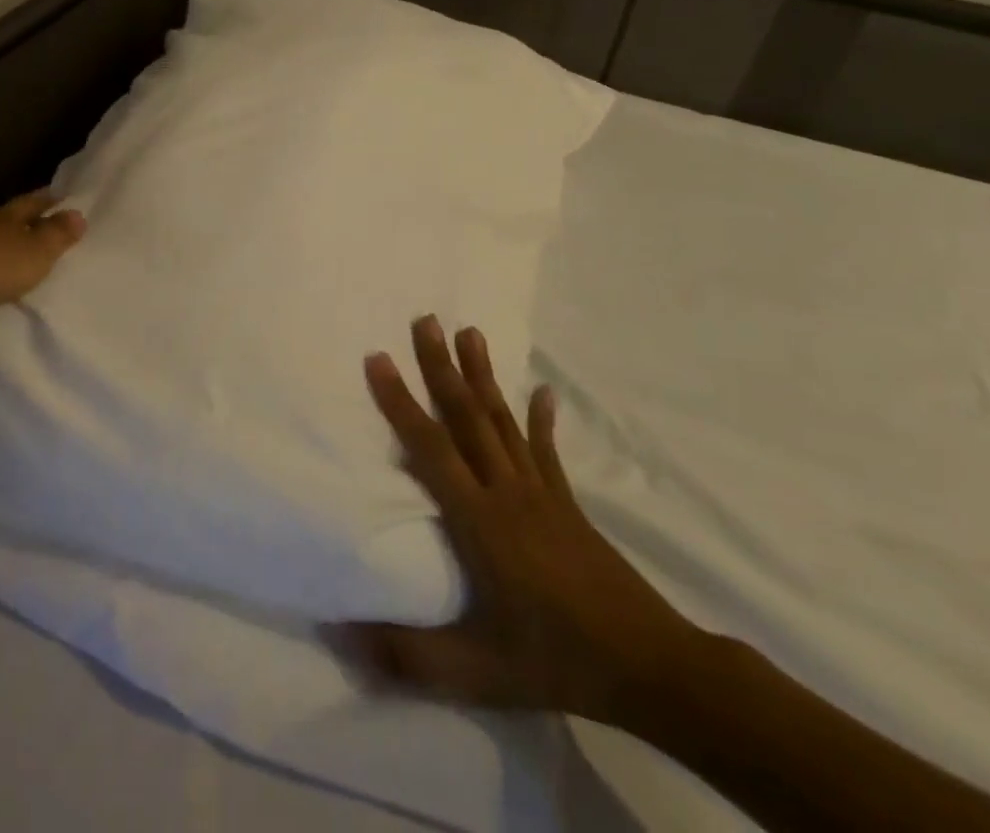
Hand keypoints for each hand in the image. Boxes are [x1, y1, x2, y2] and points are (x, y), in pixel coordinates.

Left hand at [0, 189, 86, 308]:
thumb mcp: (32, 253)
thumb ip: (55, 237)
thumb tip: (79, 213)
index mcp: (8, 218)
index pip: (34, 203)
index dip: (49, 200)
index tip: (61, 196)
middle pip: (5, 219)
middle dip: (21, 222)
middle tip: (38, 226)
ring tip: (6, 262)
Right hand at [335, 315, 703, 729]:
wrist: (650, 667)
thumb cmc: (556, 660)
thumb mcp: (478, 671)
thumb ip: (408, 654)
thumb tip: (339, 631)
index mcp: (480, 520)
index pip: (430, 448)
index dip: (400, 402)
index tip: (378, 357)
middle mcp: (507, 491)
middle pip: (467, 416)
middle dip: (441, 366)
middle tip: (425, 319)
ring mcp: (540, 492)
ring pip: (503, 420)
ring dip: (483, 375)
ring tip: (469, 331)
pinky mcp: (566, 502)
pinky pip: (546, 451)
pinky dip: (541, 419)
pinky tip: (542, 391)